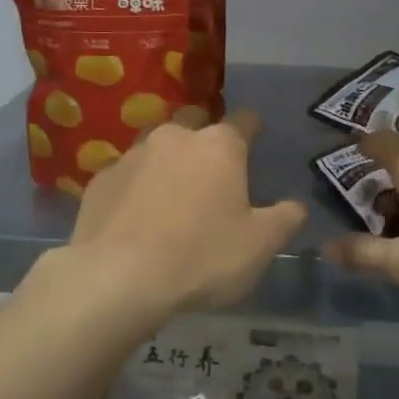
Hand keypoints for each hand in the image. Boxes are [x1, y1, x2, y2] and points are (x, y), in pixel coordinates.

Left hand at [65, 110, 307, 321]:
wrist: (118, 278)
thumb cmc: (202, 256)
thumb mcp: (259, 246)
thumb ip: (284, 220)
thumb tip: (297, 206)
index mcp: (219, 145)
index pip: (244, 120)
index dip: (253, 128)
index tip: (256, 137)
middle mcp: (175, 137)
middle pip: (195, 121)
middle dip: (205, 135)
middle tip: (212, 167)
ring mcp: (132, 155)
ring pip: (156, 145)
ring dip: (167, 160)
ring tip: (172, 190)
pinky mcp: (101, 179)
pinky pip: (126, 174)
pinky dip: (135, 186)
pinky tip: (136, 214)